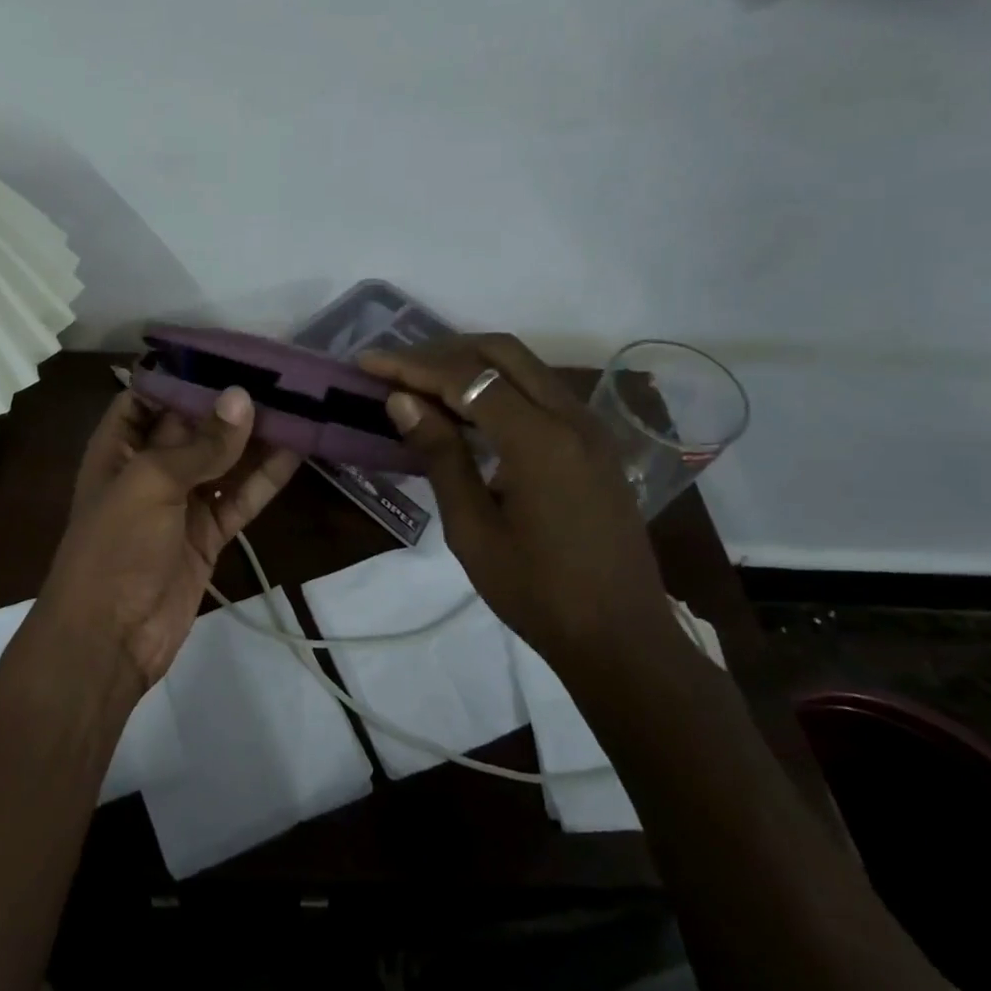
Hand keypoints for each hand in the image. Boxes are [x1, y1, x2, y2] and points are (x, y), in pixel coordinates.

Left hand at [40, 386, 301, 690]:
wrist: (109, 639)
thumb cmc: (114, 546)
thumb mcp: (151, 483)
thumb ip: (201, 444)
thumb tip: (243, 397)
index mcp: (120, 445)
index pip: (151, 394)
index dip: (185, 373)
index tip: (229, 351)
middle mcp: (150, 467)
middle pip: (195, 424)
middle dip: (232, 402)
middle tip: (281, 373)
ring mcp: (182, 501)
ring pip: (225, 460)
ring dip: (257, 437)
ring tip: (300, 404)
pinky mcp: (209, 533)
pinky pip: (241, 497)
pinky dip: (266, 477)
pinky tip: (299, 451)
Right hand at [359, 334, 677, 662]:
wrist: (622, 639)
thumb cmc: (538, 593)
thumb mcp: (473, 530)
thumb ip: (441, 456)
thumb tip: (402, 400)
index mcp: (541, 440)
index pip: (467, 377)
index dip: (412, 365)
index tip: (368, 362)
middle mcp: (572, 418)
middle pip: (501, 352)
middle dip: (442, 351)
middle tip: (395, 369)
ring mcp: (590, 428)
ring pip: (524, 366)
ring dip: (471, 364)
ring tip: (420, 383)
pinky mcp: (595, 443)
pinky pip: (540, 391)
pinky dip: (498, 385)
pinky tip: (466, 411)